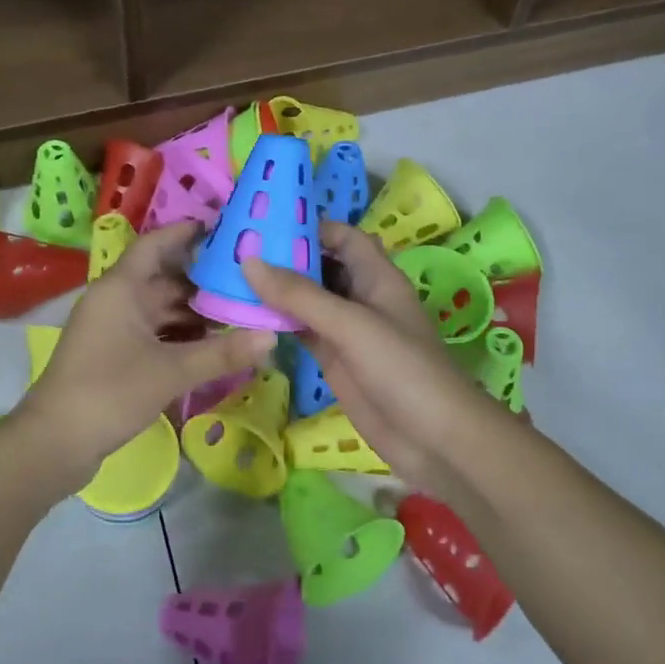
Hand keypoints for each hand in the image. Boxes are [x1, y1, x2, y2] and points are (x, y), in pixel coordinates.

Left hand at [23, 223, 274, 476]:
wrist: (55, 441)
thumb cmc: (110, 392)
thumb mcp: (171, 371)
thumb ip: (222, 353)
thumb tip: (272, 336)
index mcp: (121, 288)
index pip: (156, 245)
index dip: (186, 233)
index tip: (224, 228)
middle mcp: (115, 300)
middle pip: (164, 279)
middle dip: (204, 282)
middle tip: (249, 282)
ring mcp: (112, 327)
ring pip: (160, 309)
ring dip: (194, 313)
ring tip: (240, 315)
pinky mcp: (113, 353)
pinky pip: (153, 332)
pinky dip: (180, 336)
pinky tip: (212, 345)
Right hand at [243, 221, 492, 488]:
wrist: (435, 440)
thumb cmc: (402, 369)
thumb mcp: (351, 324)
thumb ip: (300, 294)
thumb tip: (249, 260)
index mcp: (376, 276)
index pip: (342, 237)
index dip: (309, 226)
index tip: (264, 223)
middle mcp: (360, 297)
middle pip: (320, 266)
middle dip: (283, 257)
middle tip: (234, 248)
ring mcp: (346, 331)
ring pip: (306, 300)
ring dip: (275, 290)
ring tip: (229, 276)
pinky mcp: (334, 360)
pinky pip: (301, 331)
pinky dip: (277, 322)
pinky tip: (245, 316)